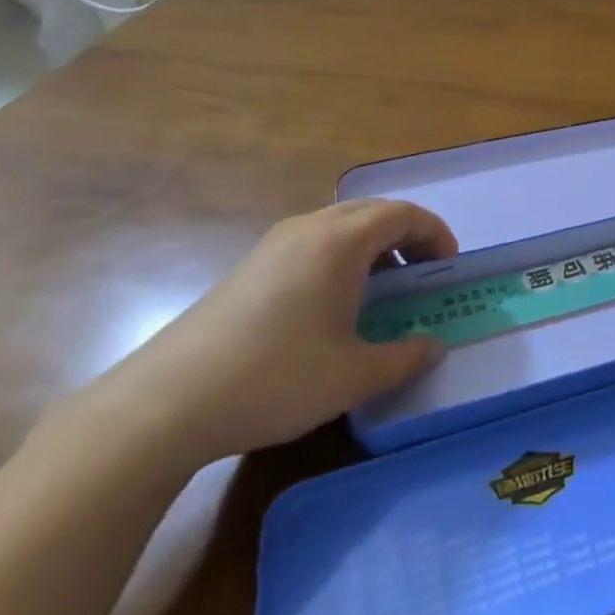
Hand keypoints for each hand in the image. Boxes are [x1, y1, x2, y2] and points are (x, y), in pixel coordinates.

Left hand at [87, 200, 454, 464]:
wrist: (166, 402)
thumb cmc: (275, 378)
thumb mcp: (353, 376)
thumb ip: (405, 357)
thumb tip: (435, 346)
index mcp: (341, 241)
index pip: (403, 213)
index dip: (435, 234)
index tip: (448, 268)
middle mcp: (309, 228)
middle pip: (372, 212)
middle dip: (407, 236)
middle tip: (422, 277)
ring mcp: (274, 244)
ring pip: (340, 225)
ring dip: (373, 246)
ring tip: (383, 291)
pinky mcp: (250, 266)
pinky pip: (313, 242)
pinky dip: (342, 257)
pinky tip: (334, 305)